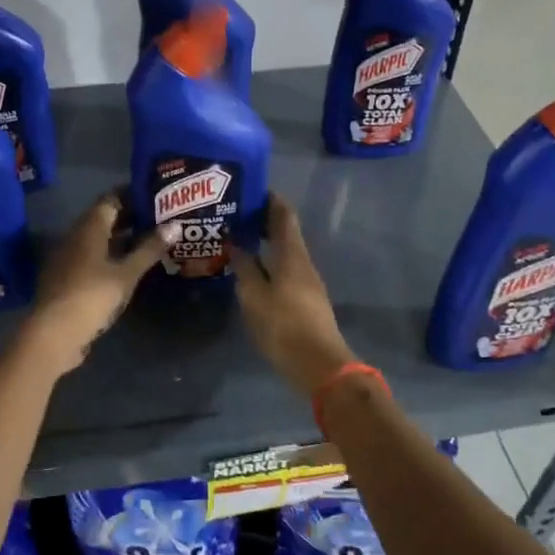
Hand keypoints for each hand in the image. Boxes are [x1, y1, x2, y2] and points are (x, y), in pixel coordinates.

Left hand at [26, 192, 171, 370]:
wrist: (54, 333)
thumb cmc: (93, 296)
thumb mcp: (127, 273)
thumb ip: (150, 249)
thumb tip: (175, 225)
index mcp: (89, 227)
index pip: (111, 198)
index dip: (132, 194)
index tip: (156, 195)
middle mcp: (76, 235)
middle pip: (104, 218)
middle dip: (131, 216)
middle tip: (160, 217)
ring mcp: (69, 257)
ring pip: (99, 239)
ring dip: (122, 238)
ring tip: (151, 240)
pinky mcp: (68, 277)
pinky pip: (93, 256)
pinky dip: (112, 255)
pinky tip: (129, 266)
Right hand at [229, 196, 355, 399]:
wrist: (319, 365)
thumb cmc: (284, 326)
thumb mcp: (254, 296)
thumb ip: (244, 267)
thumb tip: (235, 242)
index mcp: (292, 255)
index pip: (284, 215)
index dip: (270, 199)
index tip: (251, 189)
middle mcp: (303, 262)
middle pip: (286, 232)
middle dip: (264, 220)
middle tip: (236, 213)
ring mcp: (307, 281)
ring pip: (286, 251)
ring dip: (266, 241)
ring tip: (239, 238)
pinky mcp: (306, 299)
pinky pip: (286, 268)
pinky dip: (270, 260)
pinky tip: (253, 268)